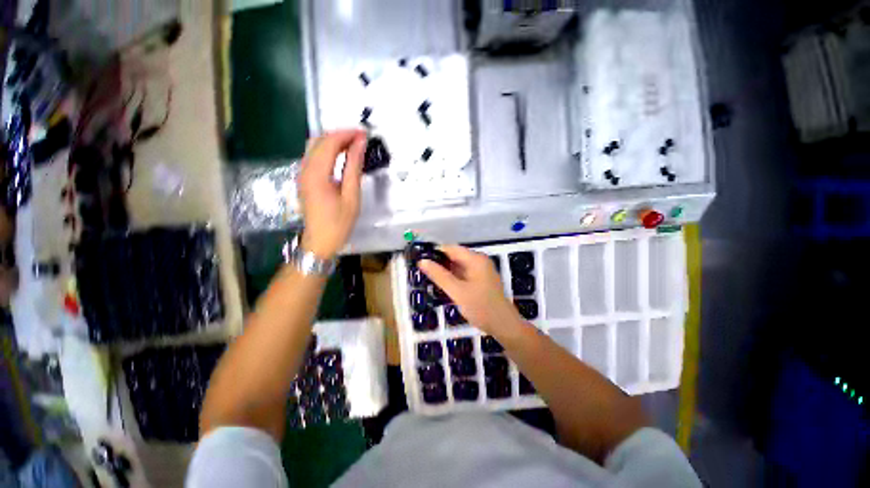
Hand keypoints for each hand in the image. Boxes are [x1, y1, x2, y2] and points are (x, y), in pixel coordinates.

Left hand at [298, 130, 366, 259]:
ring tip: (354, 145)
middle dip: (340, 134)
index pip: (329, 142)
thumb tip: (360, 144)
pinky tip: (341, 155)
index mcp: (317, 174)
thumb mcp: (351, 196)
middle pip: (319, 140)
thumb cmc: (339, 223)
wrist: (320, 241)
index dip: (347, 134)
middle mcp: (305, 169)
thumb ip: (354, 168)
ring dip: (334, 141)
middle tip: (361, 139)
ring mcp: (302, 173)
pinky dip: (328, 150)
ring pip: (315, 146)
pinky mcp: (305, 178)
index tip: (365, 134)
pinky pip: (314, 156)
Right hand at [419, 245, 523, 337]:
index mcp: (475, 259)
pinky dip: (453, 278)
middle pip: (455, 256)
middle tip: (421, 271)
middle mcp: (479, 261)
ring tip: (428, 278)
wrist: (504, 326)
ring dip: (445, 271)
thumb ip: (439, 275)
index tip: (420, 260)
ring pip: (458, 266)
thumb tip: (422, 261)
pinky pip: (463, 274)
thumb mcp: (457, 291)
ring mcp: (481, 271)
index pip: (451, 248)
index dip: (435, 253)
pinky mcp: (480, 281)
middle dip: (439, 263)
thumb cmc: (481, 307)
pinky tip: (443, 285)